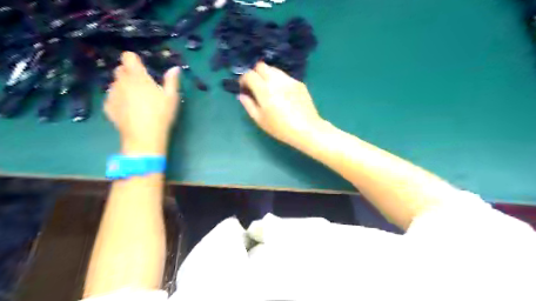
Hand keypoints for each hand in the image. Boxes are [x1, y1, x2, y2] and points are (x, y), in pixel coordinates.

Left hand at [104, 51, 179, 154]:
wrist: (144, 137)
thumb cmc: (161, 114)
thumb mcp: (171, 97)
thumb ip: (172, 81)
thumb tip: (175, 68)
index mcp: (137, 76)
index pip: (128, 57)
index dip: (134, 60)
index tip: (143, 68)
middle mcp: (121, 81)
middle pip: (120, 69)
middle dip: (129, 73)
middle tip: (142, 86)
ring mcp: (112, 94)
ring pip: (115, 84)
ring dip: (123, 87)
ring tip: (135, 100)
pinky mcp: (108, 107)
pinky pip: (111, 97)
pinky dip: (118, 100)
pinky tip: (128, 111)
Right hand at [240, 62, 323, 149]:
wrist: (307, 129)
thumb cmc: (281, 128)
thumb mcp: (260, 120)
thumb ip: (248, 105)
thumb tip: (242, 94)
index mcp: (264, 90)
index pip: (249, 74)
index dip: (243, 80)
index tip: (244, 88)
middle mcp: (276, 80)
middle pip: (261, 66)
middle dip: (255, 73)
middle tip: (255, 86)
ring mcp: (289, 80)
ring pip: (274, 69)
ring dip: (267, 75)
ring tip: (269, 89)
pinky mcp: (299, 83)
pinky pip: (285, 76)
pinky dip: (279, 80)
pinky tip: (282, 94)